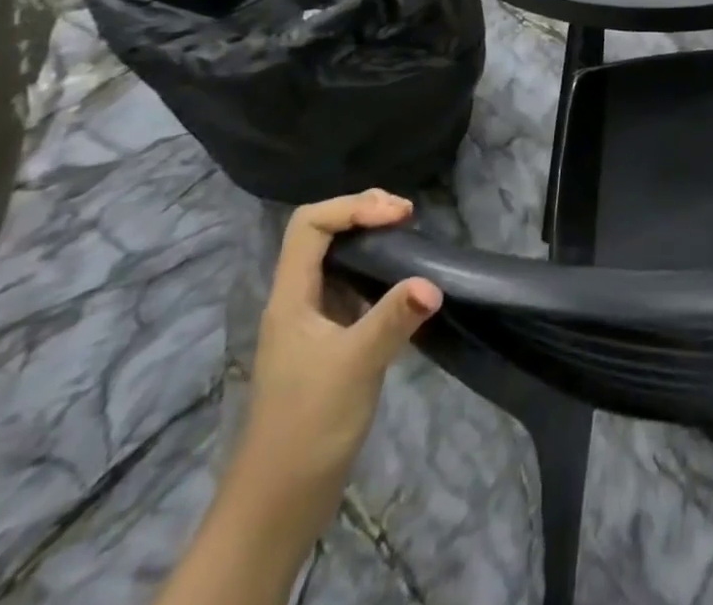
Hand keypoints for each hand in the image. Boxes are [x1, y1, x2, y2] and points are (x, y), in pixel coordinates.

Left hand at [230, 191, 441, 544]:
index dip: (354, 208)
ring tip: (412, 238)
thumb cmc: (308, 426)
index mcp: (292, 297)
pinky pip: (354, 288)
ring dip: (373, 240)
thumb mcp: (355, 367)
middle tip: (408, 217)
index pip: (310, 225)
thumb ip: (393, 320)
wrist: (279, 504)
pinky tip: (406, 286)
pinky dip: (380, 272)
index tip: (400, 216)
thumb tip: (433, 284)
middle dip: (365, 213)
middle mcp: (299, 301)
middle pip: (323, 234)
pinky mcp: (330, 343)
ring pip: (339, 260)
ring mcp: (313, 323)